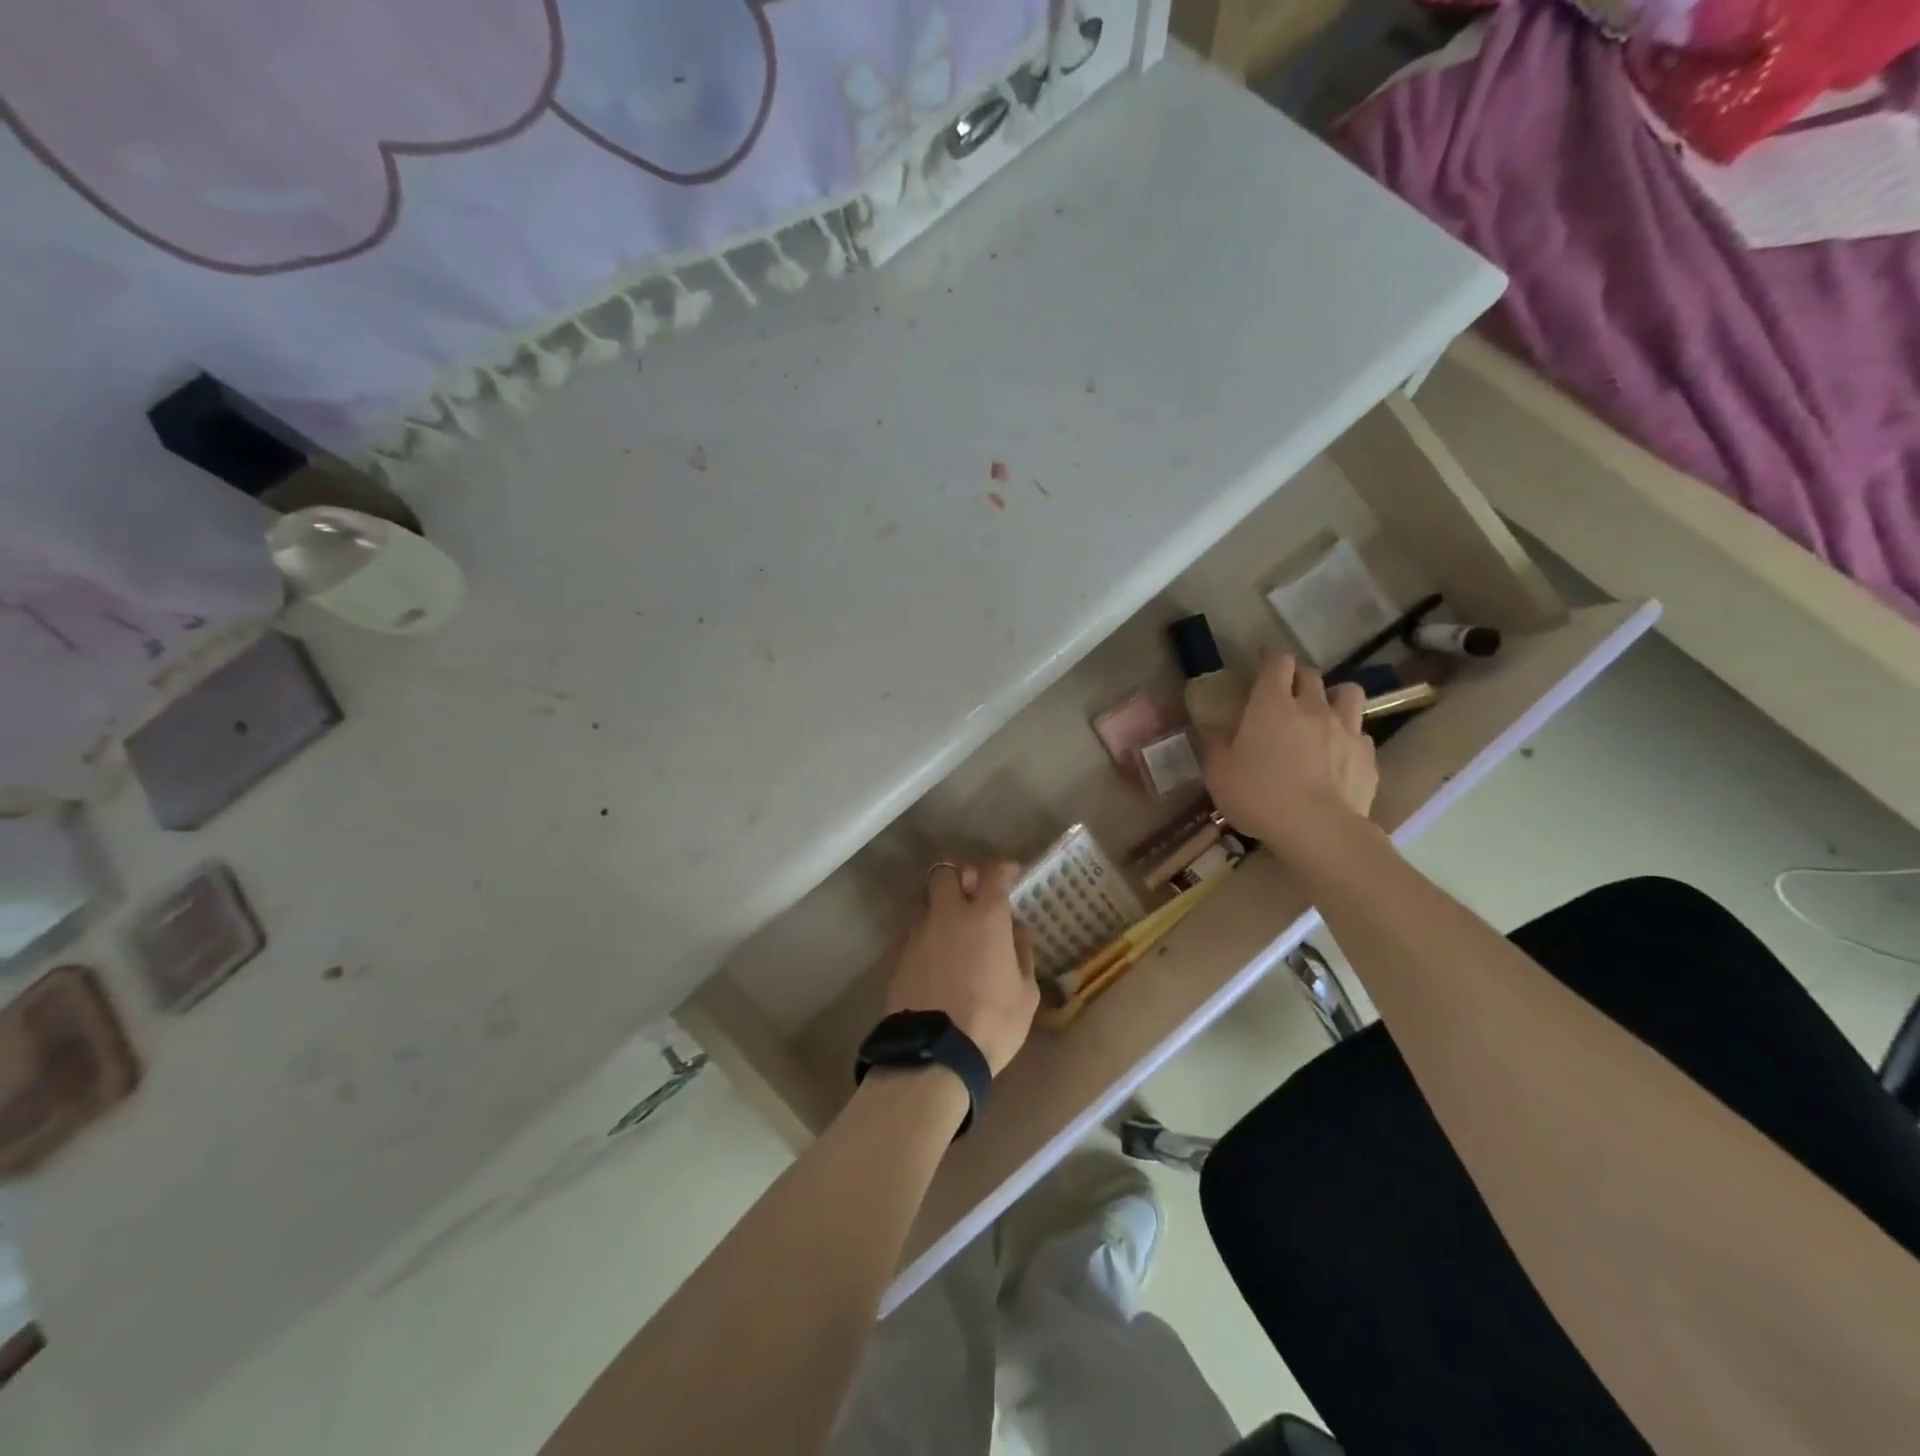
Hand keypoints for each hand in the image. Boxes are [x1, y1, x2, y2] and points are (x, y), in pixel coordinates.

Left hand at [887, 862, 1038, 1074]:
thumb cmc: (992, 1023)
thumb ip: (1021, 953)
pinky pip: (914, 933)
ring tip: (952, 931)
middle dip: (959, 876)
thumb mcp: (1025, 993)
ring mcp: (918, 934)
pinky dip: (927, 937)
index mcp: (985, 918)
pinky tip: (936, 960)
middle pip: (944, 872)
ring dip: (940, 908)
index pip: (991, 873)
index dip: (1001, 869)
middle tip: (971, 893)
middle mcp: (948, 915)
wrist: (934, 1055)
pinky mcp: (899, 957)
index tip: (1010, 875)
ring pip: (925, 903)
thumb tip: (1016, 931)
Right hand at [1202, 654, 1378, 861]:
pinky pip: (1360, 733)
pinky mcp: (1367, 755)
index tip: (1262, 662)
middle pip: (1311, 674)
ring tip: (1325, 712)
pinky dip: (1349, 736)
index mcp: (1271, 705)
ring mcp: (1345, 729)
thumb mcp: (1218, 772)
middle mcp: (1312, 707)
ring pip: (1349, 693)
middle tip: (1286, 692)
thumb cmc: (1258, 795)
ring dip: (1335, 696)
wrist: (1317, 829)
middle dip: (1298, 677)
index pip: (1277, 663)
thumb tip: (1208, 726)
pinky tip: (1340, 753)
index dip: (1270, 659)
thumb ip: (1213, 743)